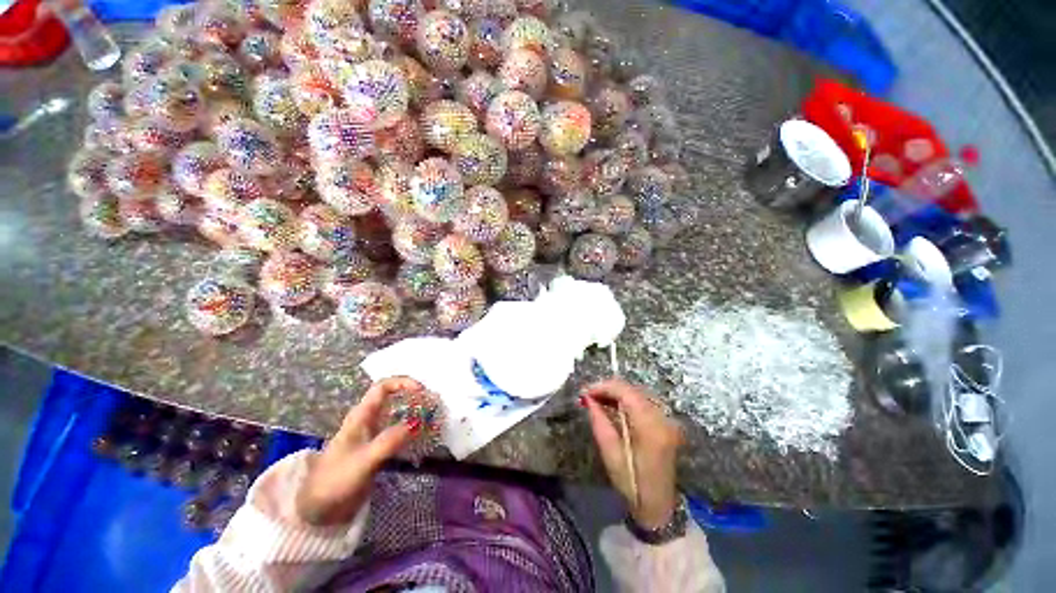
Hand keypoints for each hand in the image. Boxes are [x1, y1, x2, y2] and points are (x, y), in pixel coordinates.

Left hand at [296, 376, 420, 525]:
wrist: (317, 509)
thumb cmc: (336, 480)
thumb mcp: (364, 461)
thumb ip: (389, 441)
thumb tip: (417, 423)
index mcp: (361, 416)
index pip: (383, 387)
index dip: (403, 383)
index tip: (421, 391)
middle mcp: (368, 419)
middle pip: (392, 397)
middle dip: (413, 395)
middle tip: (432, 403)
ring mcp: (372, 433)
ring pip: (396, 413)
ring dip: (414, 411)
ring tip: (432, 416)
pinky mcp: (376, 447)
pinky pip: (397, 429)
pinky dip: (411, 427)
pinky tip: (422, 435)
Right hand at [582, 379, 682, 529]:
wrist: (658, 505)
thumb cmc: (632, 483)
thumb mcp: (610, 453)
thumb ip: (599, 421)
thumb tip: (588, 399)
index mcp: (649, 427)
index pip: (626, 393)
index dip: (604, 387)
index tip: (585, 392)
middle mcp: (662, 418)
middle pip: (632, 390)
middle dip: (608, 388)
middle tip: (588, 395)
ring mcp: (666, 420)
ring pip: (637, 393)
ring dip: (616, 393)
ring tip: (596, 399)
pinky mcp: (665, 423)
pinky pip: (642, 402)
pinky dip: (625, 400)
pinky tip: (612, 405)